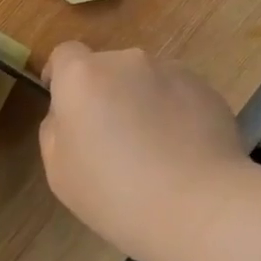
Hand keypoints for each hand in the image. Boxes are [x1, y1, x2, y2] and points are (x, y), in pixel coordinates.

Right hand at [39, 43, 244, 247]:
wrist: (198, 206)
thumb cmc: (115, 194)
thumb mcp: (59, 171)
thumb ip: (55, 129)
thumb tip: (70, 113)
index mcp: (83, 76)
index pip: (65, 54)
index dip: (61, 76)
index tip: (67, 105)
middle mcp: (127, 61)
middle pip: (108, 68)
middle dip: (106, 94)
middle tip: (113, 139)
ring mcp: (170, 70)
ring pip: (145, 80)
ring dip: (143, 101)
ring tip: (155, 149)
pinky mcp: (205, 87)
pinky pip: (178, 93)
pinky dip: (175, 112)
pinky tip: (183, 151)